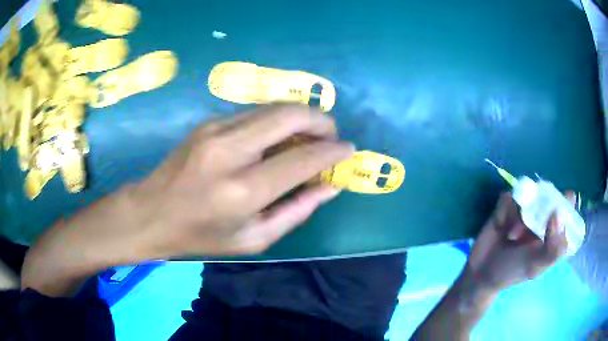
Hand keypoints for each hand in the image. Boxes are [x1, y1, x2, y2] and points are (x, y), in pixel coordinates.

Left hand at [22, 104, 352, 295]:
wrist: (150, 213)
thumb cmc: (201, 235)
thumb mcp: (253, 239)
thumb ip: (297, 211)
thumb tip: (331, 186)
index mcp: (243, 191)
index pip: (303, 159)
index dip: (333, 152)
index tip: (349, 150)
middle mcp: (231, 152)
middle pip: (290, 115)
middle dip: (321, 120)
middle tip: (331, 136)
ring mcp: (216, 129)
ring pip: (274, 107)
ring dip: (300, 117)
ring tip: (308, 137)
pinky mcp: (208, 121)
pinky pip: (255, 112)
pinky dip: (276, 120)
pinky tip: (277, 138)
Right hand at [466, 192, 570, 293]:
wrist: (480, 273)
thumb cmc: (512, 272)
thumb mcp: (535, 266)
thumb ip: (552, 248)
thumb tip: (559, 213)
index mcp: (553, 231)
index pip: (567, 208)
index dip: (567, 203)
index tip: (559, 207)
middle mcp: (541, 216)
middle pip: (548, 194)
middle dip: (539, 207)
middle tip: (530, 224)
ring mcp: (524, 209)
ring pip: (526, 195)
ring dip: (519, 214)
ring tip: (512, 235)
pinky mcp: (507, 205)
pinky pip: (509, 197)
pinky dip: (505, 211)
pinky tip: (500, 227)